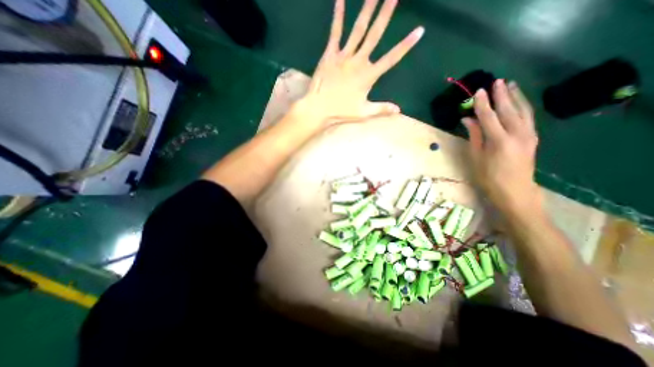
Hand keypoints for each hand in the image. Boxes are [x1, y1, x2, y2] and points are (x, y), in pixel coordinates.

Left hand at [292, 0, 423, 128]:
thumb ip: (381, 109)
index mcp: (368, 76)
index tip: (419, 31)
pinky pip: (335, 33)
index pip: (391, 59)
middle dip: (386, 13)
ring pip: (358, 29)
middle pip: (375, 35)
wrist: (318, 109)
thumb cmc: (341, 112)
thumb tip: (399, 110)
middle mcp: (358, 62)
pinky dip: (338, 15)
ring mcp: (343, 56)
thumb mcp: (363, 113)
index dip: (405, 46)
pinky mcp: (330, 54)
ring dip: (368, 9)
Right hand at [460, 79, 541, 213]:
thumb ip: (473, 136)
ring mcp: (528, 135)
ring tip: (510, 84)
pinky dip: (523, 106)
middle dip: (501, 95)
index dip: (482, 104)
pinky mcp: (533, 138)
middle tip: (496, 81)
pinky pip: (528, 117)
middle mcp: (517, 134)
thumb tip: (467, 120)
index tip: (478, 91)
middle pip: (508, 109)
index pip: (488, 117)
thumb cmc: (489, 177)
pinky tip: (519, 101)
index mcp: (499, 141)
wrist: (515, 191)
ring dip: (515, 96)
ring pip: (522, 110)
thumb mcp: (476, 158)